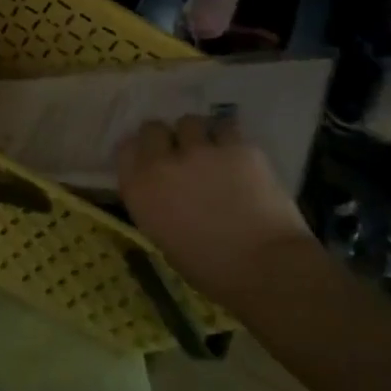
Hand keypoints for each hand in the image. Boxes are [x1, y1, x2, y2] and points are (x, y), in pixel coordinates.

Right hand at [115, 115, 311, 298]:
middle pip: (154, 128)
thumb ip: (157, 204)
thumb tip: (166, 190)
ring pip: (190, 122)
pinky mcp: (236, 146)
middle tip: (181, 153)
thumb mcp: (165, 238)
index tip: (151, 159)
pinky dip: (229, 138)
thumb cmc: (210, 269)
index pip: (126, 149)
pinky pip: (226, 127)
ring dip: (197, 134)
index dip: (140, 152)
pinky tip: (237, 154)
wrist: (265, 267)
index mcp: (140, 190)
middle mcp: (163, 163)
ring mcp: (200, 150)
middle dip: (166, 138)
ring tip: (211, 150)